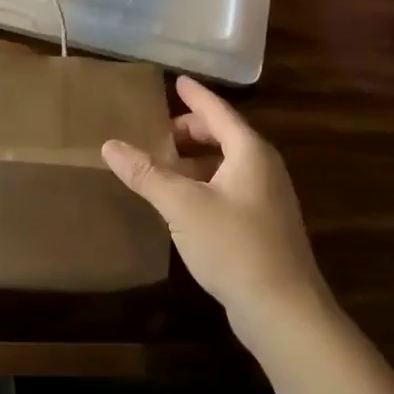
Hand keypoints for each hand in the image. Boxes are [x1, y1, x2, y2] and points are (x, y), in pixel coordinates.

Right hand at [102, 76, 331, 346]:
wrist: (284, 312)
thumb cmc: (233, 246)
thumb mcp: (181, 205)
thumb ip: (146, 173)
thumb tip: (109, 145)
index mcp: (250, 152)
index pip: (218, 111)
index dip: (195, 96)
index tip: (177, 81)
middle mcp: (264, 168)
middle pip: (224, 135)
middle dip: (191, 130)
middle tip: (158, 133)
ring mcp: (268, 199)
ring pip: (227, 164)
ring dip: (196, 159)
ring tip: (163, 165)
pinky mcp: (265, 226)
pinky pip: (230, 187)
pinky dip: (205, 182)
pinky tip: (183, 201)